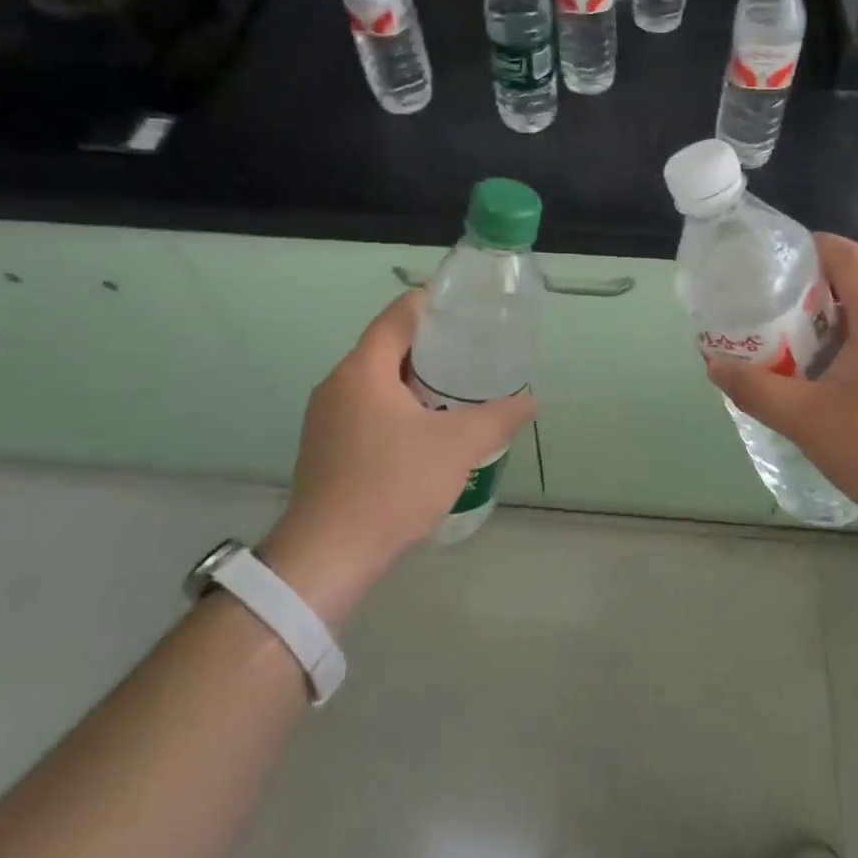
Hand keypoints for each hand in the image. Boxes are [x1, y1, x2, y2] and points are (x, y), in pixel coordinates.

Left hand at [261, 292, 534, 624]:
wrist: (329, 554)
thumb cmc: (393, 486)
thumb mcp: (457, 448)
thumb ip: (497, 418)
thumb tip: (533, 400)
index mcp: (363, 370)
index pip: (398, 315)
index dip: (432, 303)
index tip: (466, 306)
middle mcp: (337, 384)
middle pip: (386, 347)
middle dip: (430, 346)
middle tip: (472, 351)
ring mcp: (325, 417)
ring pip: (376, 382)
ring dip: (413, 380)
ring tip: (456, 389)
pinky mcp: (324, 447)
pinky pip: (365, 409)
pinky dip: (396, 407)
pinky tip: (424, 430)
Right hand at [704, 234, 857, 550]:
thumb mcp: (806, 420)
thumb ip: (756, 390)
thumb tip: (715, 366)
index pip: (847, 256)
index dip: (808, 248)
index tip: (768, 265)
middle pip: (852, 288)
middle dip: (804, 297)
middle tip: (762, 317)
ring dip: (823, 331)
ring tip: (784, 355)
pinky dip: (845, 356)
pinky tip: (823, 391)